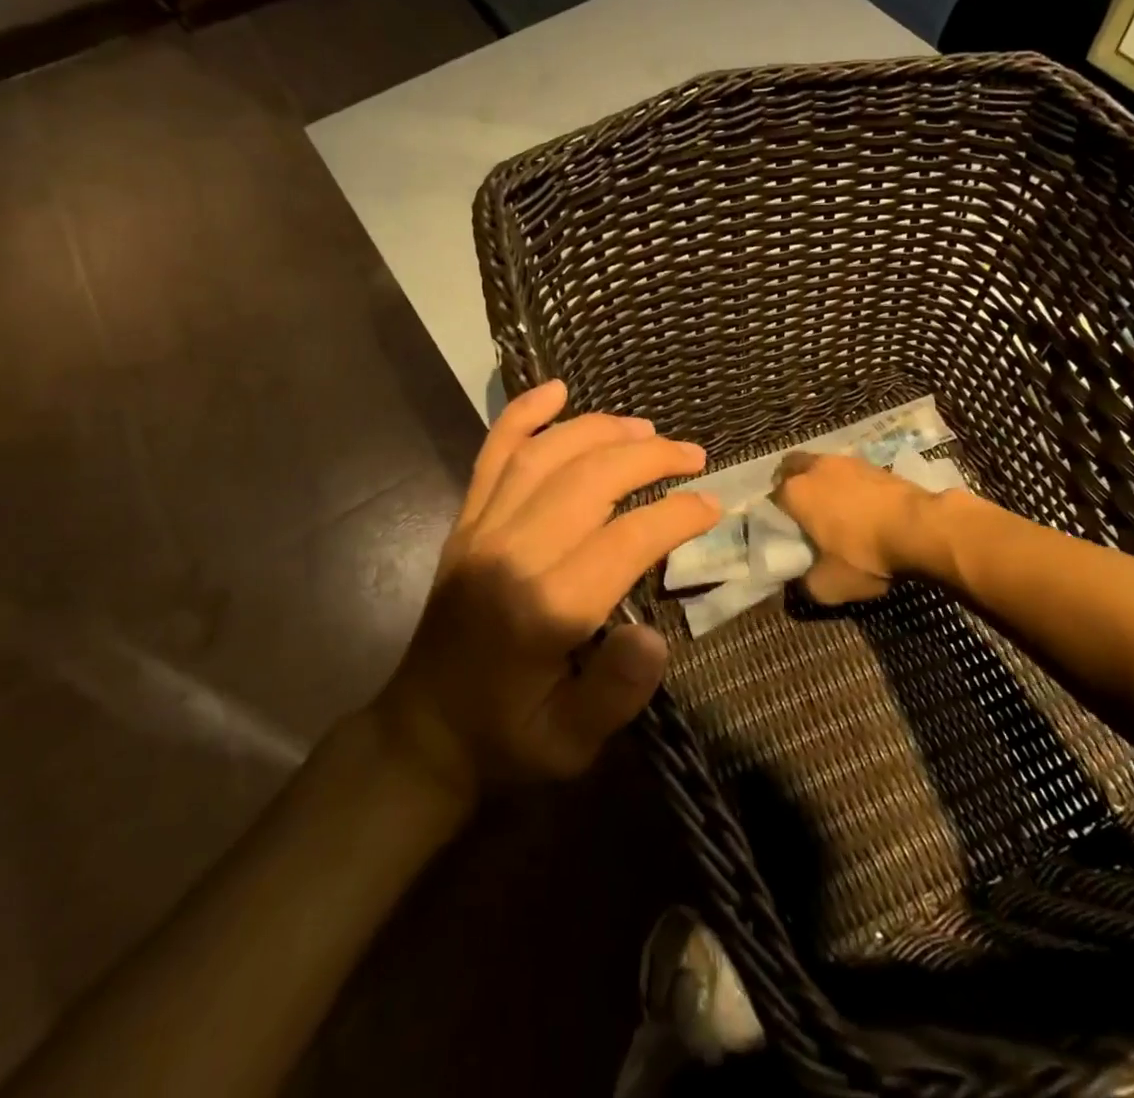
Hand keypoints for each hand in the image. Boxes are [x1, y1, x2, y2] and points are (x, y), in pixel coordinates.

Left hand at [377, 381, 718, 802]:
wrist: (422, 735)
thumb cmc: (508, 739)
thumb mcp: (570, 744)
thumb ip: (616, 693)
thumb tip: (655, 633)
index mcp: (545, 608)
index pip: (625, 538)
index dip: (676, 515)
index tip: (710, 506)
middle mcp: (511, 554)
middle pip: (588, 479)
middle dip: (649, 457)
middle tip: (692, 454)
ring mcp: (481, 531)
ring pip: (544, 454)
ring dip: (600, 430)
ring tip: (645, 428)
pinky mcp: (464, 523)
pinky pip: (491, 455)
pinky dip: (522, 415)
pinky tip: (555, 389)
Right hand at [771, 451, 933, 604]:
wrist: (921, 529)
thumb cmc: (865, 554)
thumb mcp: (829, 585)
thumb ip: (805, 584)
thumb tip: (798, 584)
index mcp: (796, 492)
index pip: (772, 497)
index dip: (775, 515)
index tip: (784, 532)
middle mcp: (817, 468)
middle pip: (793, 468)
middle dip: (792, 484)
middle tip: (801, 512)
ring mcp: (848, 461)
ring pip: (823, 467)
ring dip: (823, 483)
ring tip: (834, 510)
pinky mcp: (876, 464)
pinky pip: (851, 473)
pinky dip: (850, 486)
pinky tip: (861, 508)